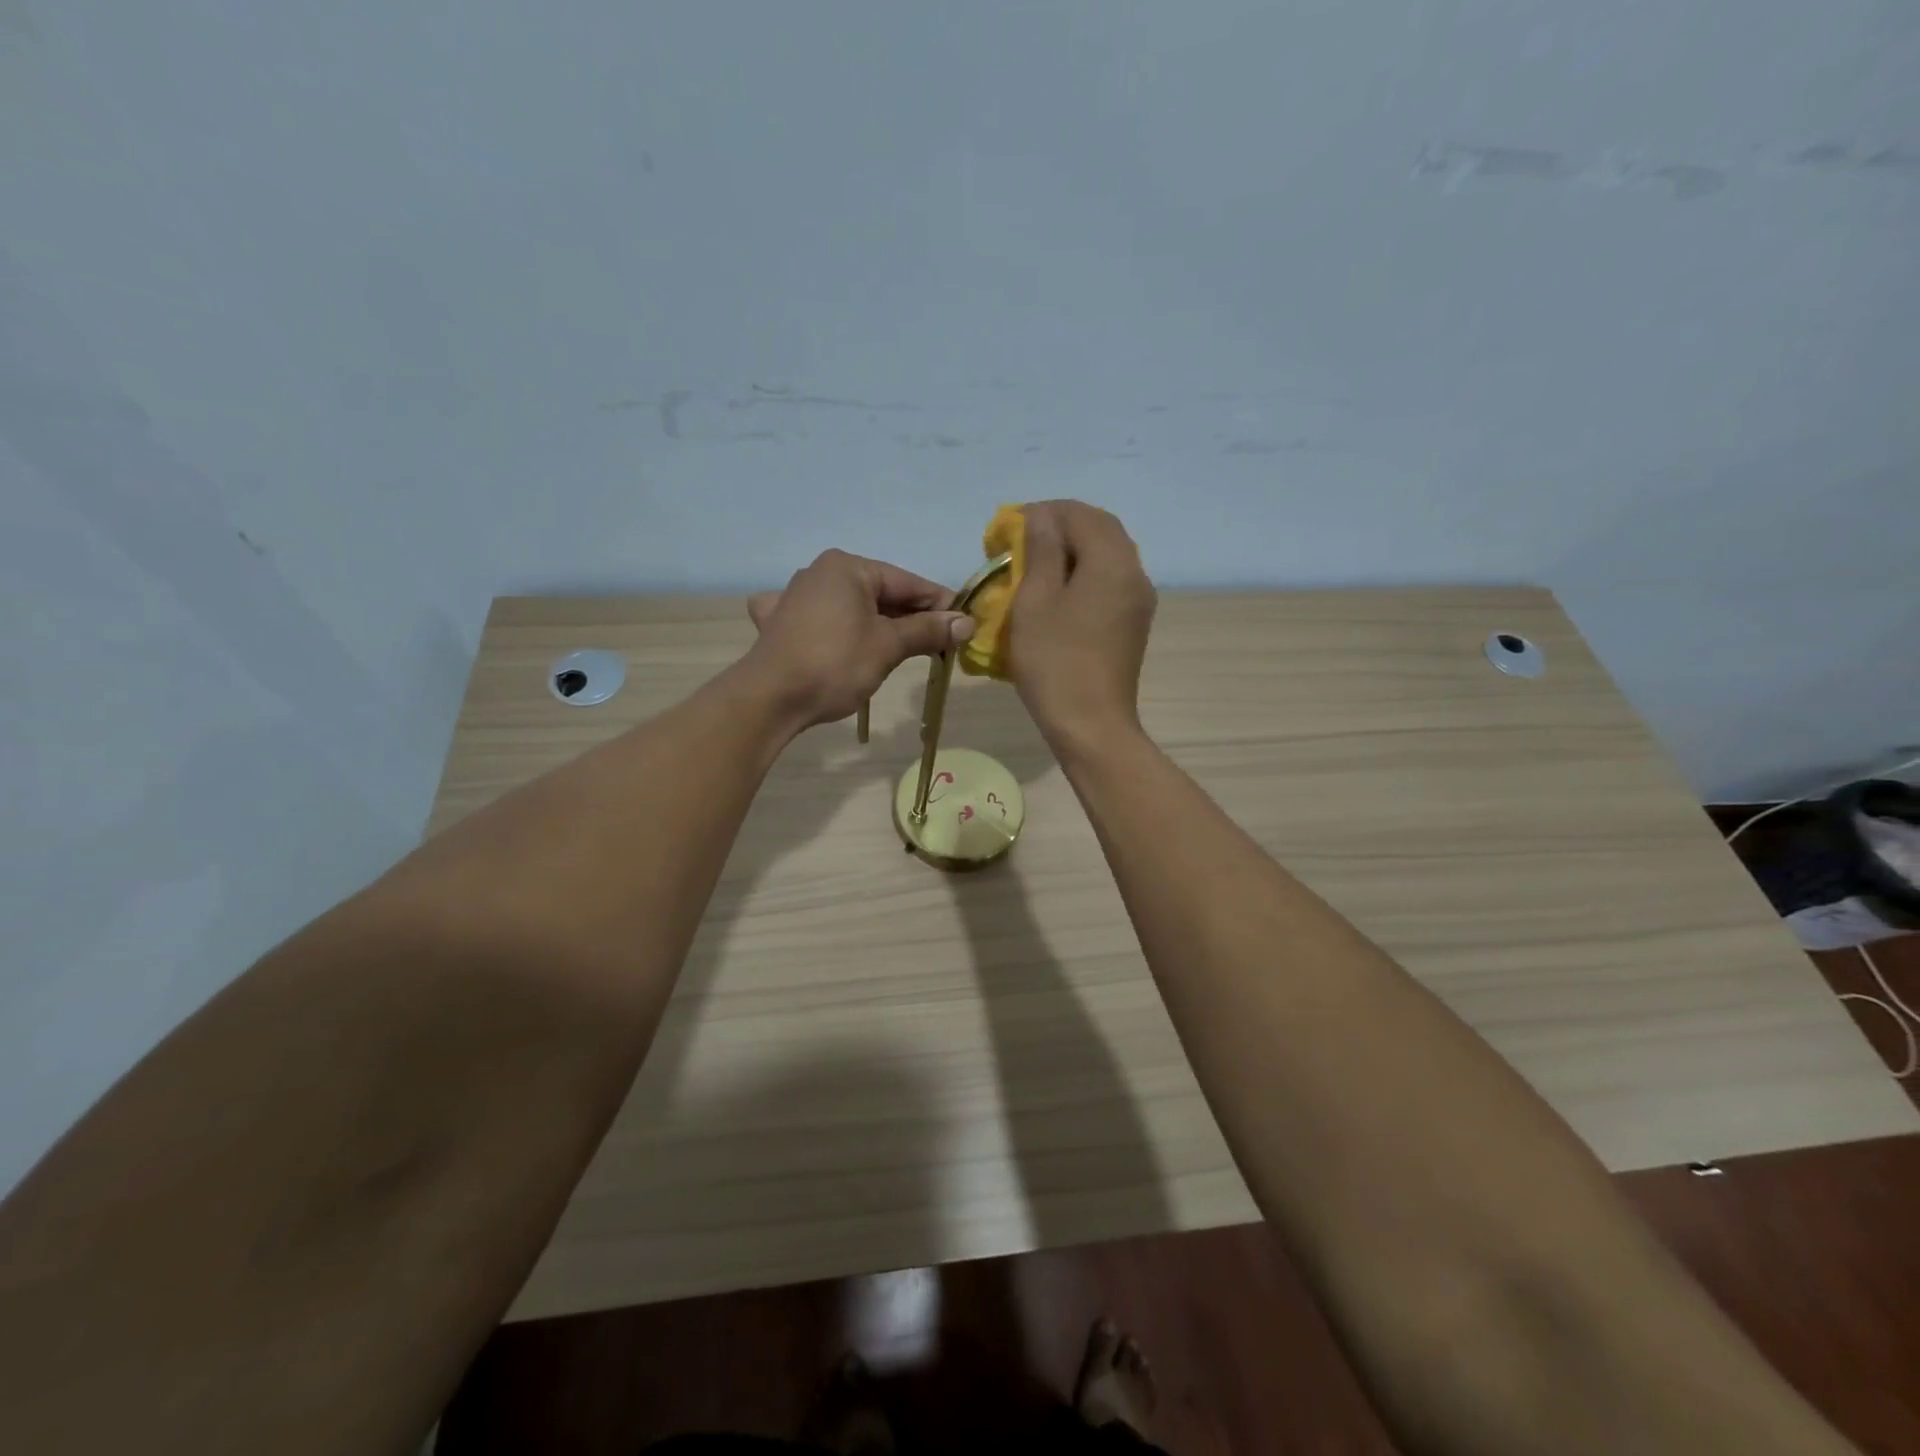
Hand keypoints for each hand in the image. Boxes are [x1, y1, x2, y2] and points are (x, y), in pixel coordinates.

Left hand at [743, 549, 974, 728]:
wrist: (770, 699)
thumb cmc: (835, 664)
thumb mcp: (888, 646)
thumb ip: (928, 630)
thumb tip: (967, 623)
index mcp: (847, 567)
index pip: (907, 582)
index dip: (940, 604)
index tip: (965, 625)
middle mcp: (820, 572)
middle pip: (880, 593)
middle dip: (911, 619)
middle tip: (942, 644)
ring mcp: (795, 597)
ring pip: (852, 607)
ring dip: (880, 626)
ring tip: (906, 649)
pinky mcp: (780, 624)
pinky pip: (820, 620)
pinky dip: (837, 629)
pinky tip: (837, 639)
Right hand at [1010, 501, 1157, 754]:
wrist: (1091, 725)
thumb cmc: (1055, 662)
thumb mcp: (1035, 601)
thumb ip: (1040, 550)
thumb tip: (1041, 516)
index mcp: (1112, 561)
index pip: (1079, 513)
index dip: (1041, 513)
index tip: (1006, 531)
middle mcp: (1134, 572)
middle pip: (1098, 529)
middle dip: (1058, 528)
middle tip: (1019, 545)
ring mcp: (1138, 600)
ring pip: (1106, 555)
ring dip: (1071, 552)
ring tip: (1033, 568)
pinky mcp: (1133, 623)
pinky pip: (1109, 582)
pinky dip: (1082, 575)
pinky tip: (1056, 594)